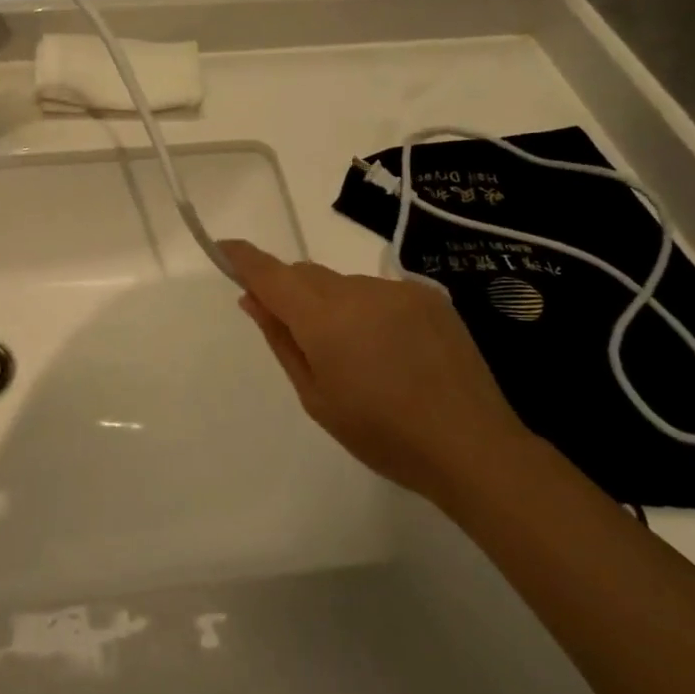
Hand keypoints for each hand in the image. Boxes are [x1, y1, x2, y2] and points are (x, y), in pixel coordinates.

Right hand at [222, 240, 533, 502]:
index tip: (224, 248)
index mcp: (324, 318)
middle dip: (292, 293)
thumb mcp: (316, 397)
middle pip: (307, 275)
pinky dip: (371, 311)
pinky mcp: (428, 295)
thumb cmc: (382, 433)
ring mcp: (396, 289)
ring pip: (345, 284)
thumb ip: (282, 340)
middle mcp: (357, 290)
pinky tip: (394, 351)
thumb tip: (253, 300)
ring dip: (336, 306)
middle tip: (299, 335)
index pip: (272, 274)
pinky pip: (380, 292)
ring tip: (360, 357)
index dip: (244, 258)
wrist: (470, 445)